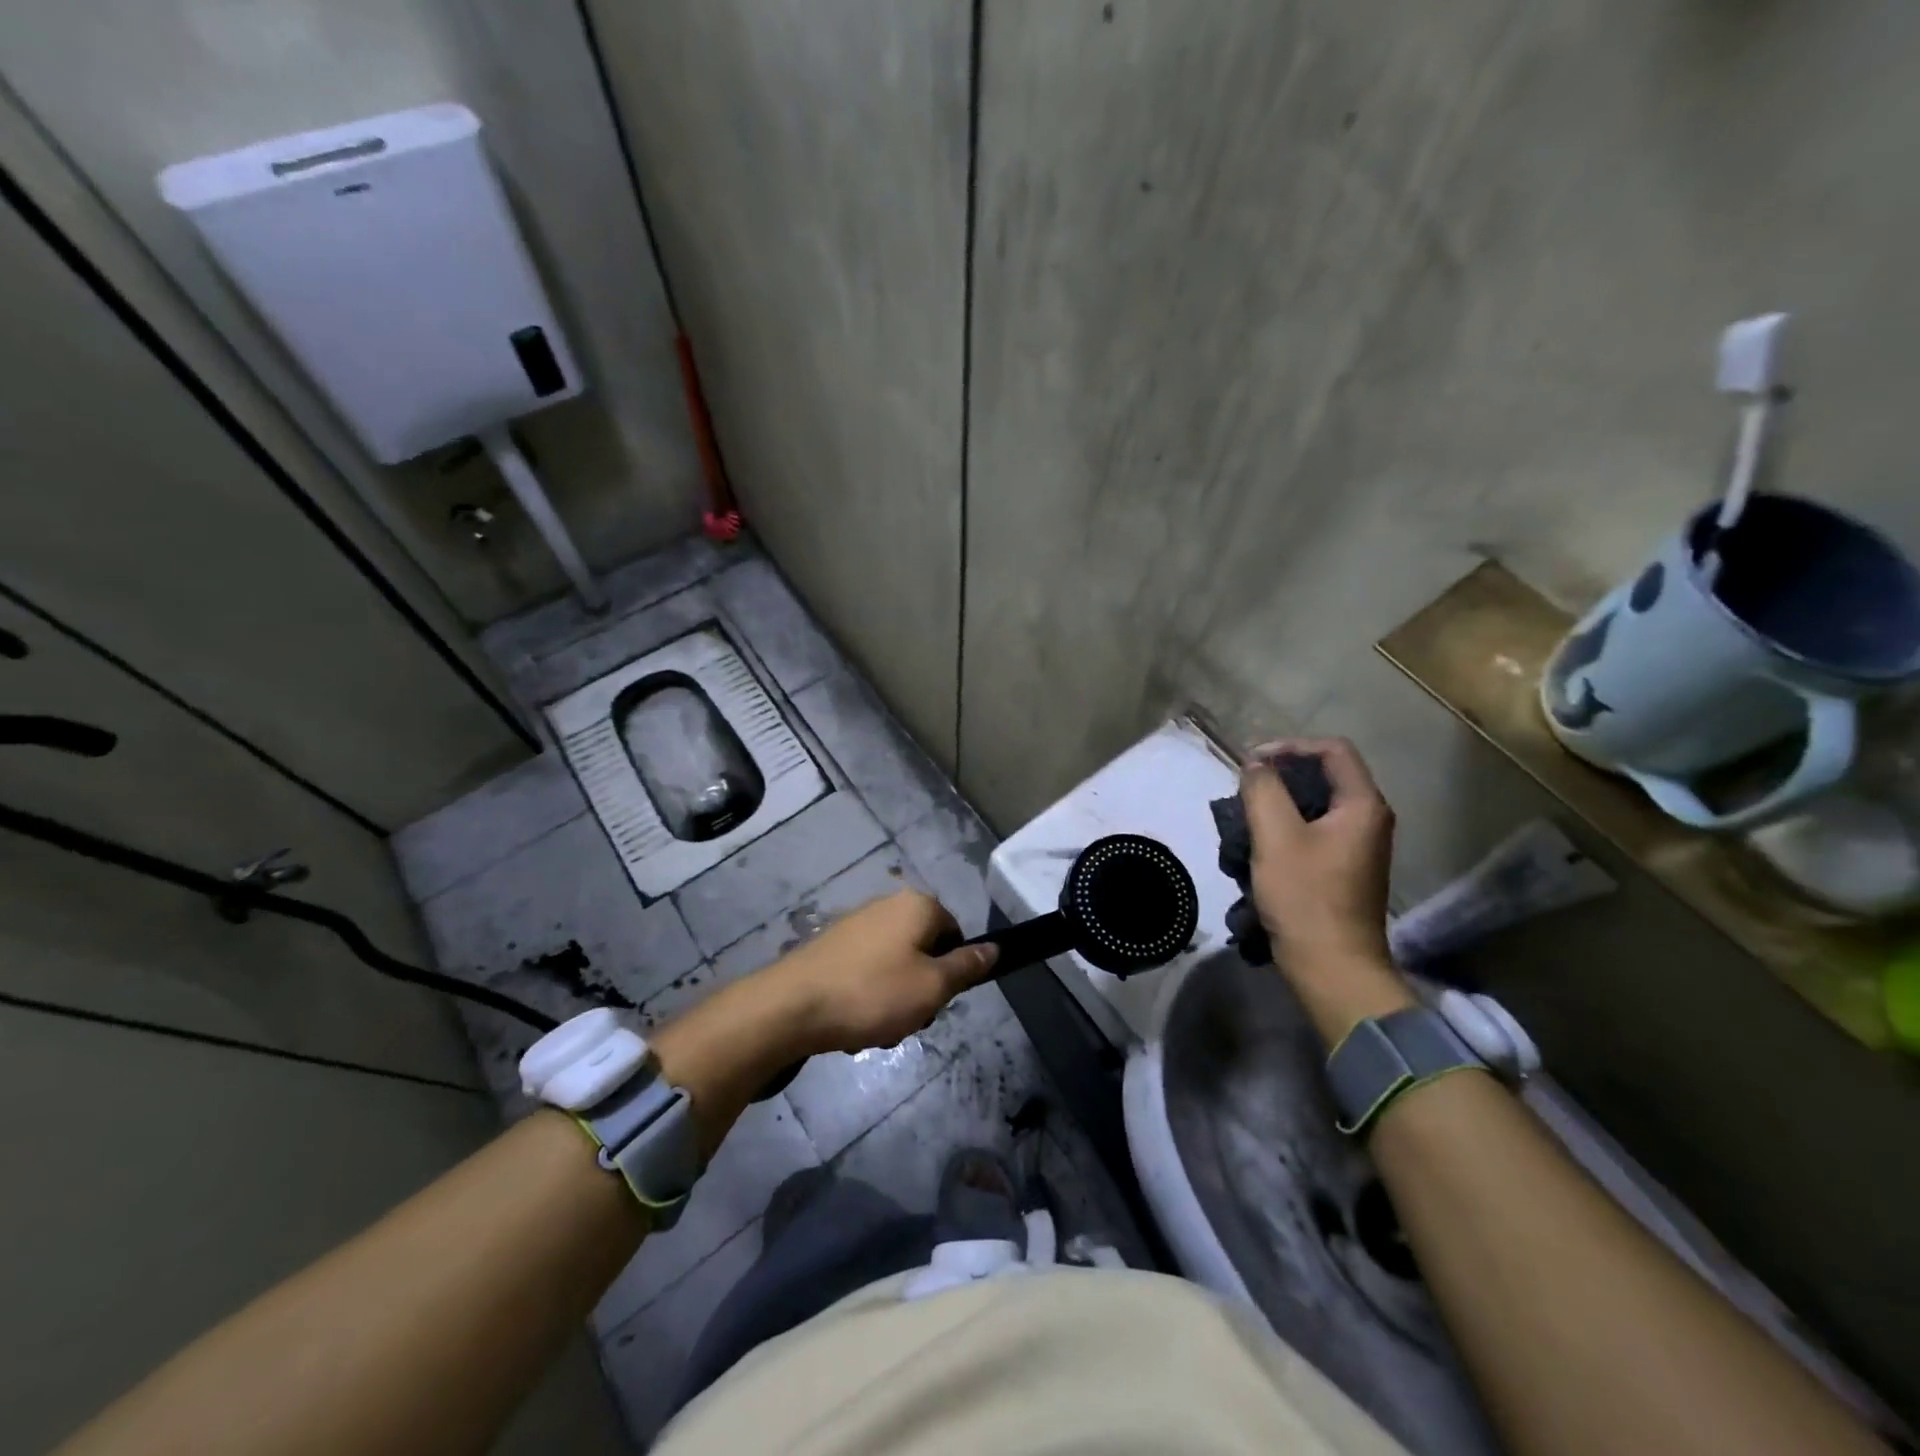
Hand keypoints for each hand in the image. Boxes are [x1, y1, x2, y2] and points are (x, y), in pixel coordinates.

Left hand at [772, 890, 998, 1054]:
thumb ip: (967, 966)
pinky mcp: (832, 945)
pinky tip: (852, 1023)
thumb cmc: (872, 994)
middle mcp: (887, 905)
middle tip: (907, 1019)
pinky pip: (865, 972)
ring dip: (893, 1000)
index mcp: (917, 906)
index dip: (953, 971)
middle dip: (920, 989)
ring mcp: (856, 924)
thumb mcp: (932, 987)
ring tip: (875, 1028)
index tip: (937, 1001)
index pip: (956, 934)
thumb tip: (996, 948)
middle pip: (924, 951)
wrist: (791, 1006)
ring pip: (894, 966)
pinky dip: (865, 997)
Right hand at [1242, 738, 1412, 1040]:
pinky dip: (1285, 830)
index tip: (1253, 762)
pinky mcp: (1344, 869)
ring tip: (1243, 820)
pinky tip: (1257, 849)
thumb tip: (1256, 765)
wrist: (1333, 967)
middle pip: (1324, 776)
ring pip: (1315, 806)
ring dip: (1277, 806)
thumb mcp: (1276, 836)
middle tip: (1244, 790)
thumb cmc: (1305, 896)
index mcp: (1362, 805)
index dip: (1290, 746)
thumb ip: (1263, 789)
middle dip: (1279, 778)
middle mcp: (1369, 820)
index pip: (1333, 750)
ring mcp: (1358, 847)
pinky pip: (1313, 833)